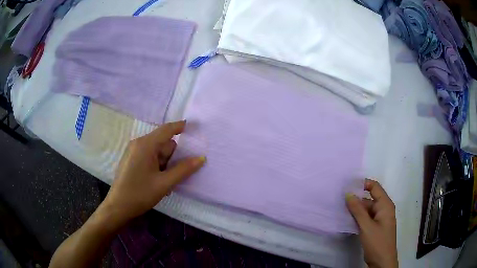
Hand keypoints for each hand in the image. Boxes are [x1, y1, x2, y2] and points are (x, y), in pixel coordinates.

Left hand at [101, 120, 204, 227]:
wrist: (118, 207)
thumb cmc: (140, 194)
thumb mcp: (164, 183)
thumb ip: (183, 169)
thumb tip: (201, 158)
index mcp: (145, 145)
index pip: (167, 129)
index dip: (180, 126)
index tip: (193, 126)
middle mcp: (138, 143)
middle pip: (162, 143)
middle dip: (172, 156)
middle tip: (174, 174)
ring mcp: (133, 151)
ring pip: (156, 151)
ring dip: (164, 164)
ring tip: (164, 182)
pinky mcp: (131, 159)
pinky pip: (149, 156)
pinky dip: (156, 166)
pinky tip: (156, 181)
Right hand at [346, 179, 397, 267]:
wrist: (382, 261)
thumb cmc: (377, 242)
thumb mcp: (366, 226)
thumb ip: (357, 210)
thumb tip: (348, 193)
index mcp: (385, 205)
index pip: (375, 187)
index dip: (363, 184)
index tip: (348, 186)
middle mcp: (384, 209)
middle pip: (370, 199)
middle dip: (356, 199)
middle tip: (340, 200)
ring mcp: (380, 219)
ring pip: (367, 209)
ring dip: (356, 210)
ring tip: (341, 209)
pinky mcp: (375, 227)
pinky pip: (366, 218)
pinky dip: (358, 218)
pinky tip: (348, 220)